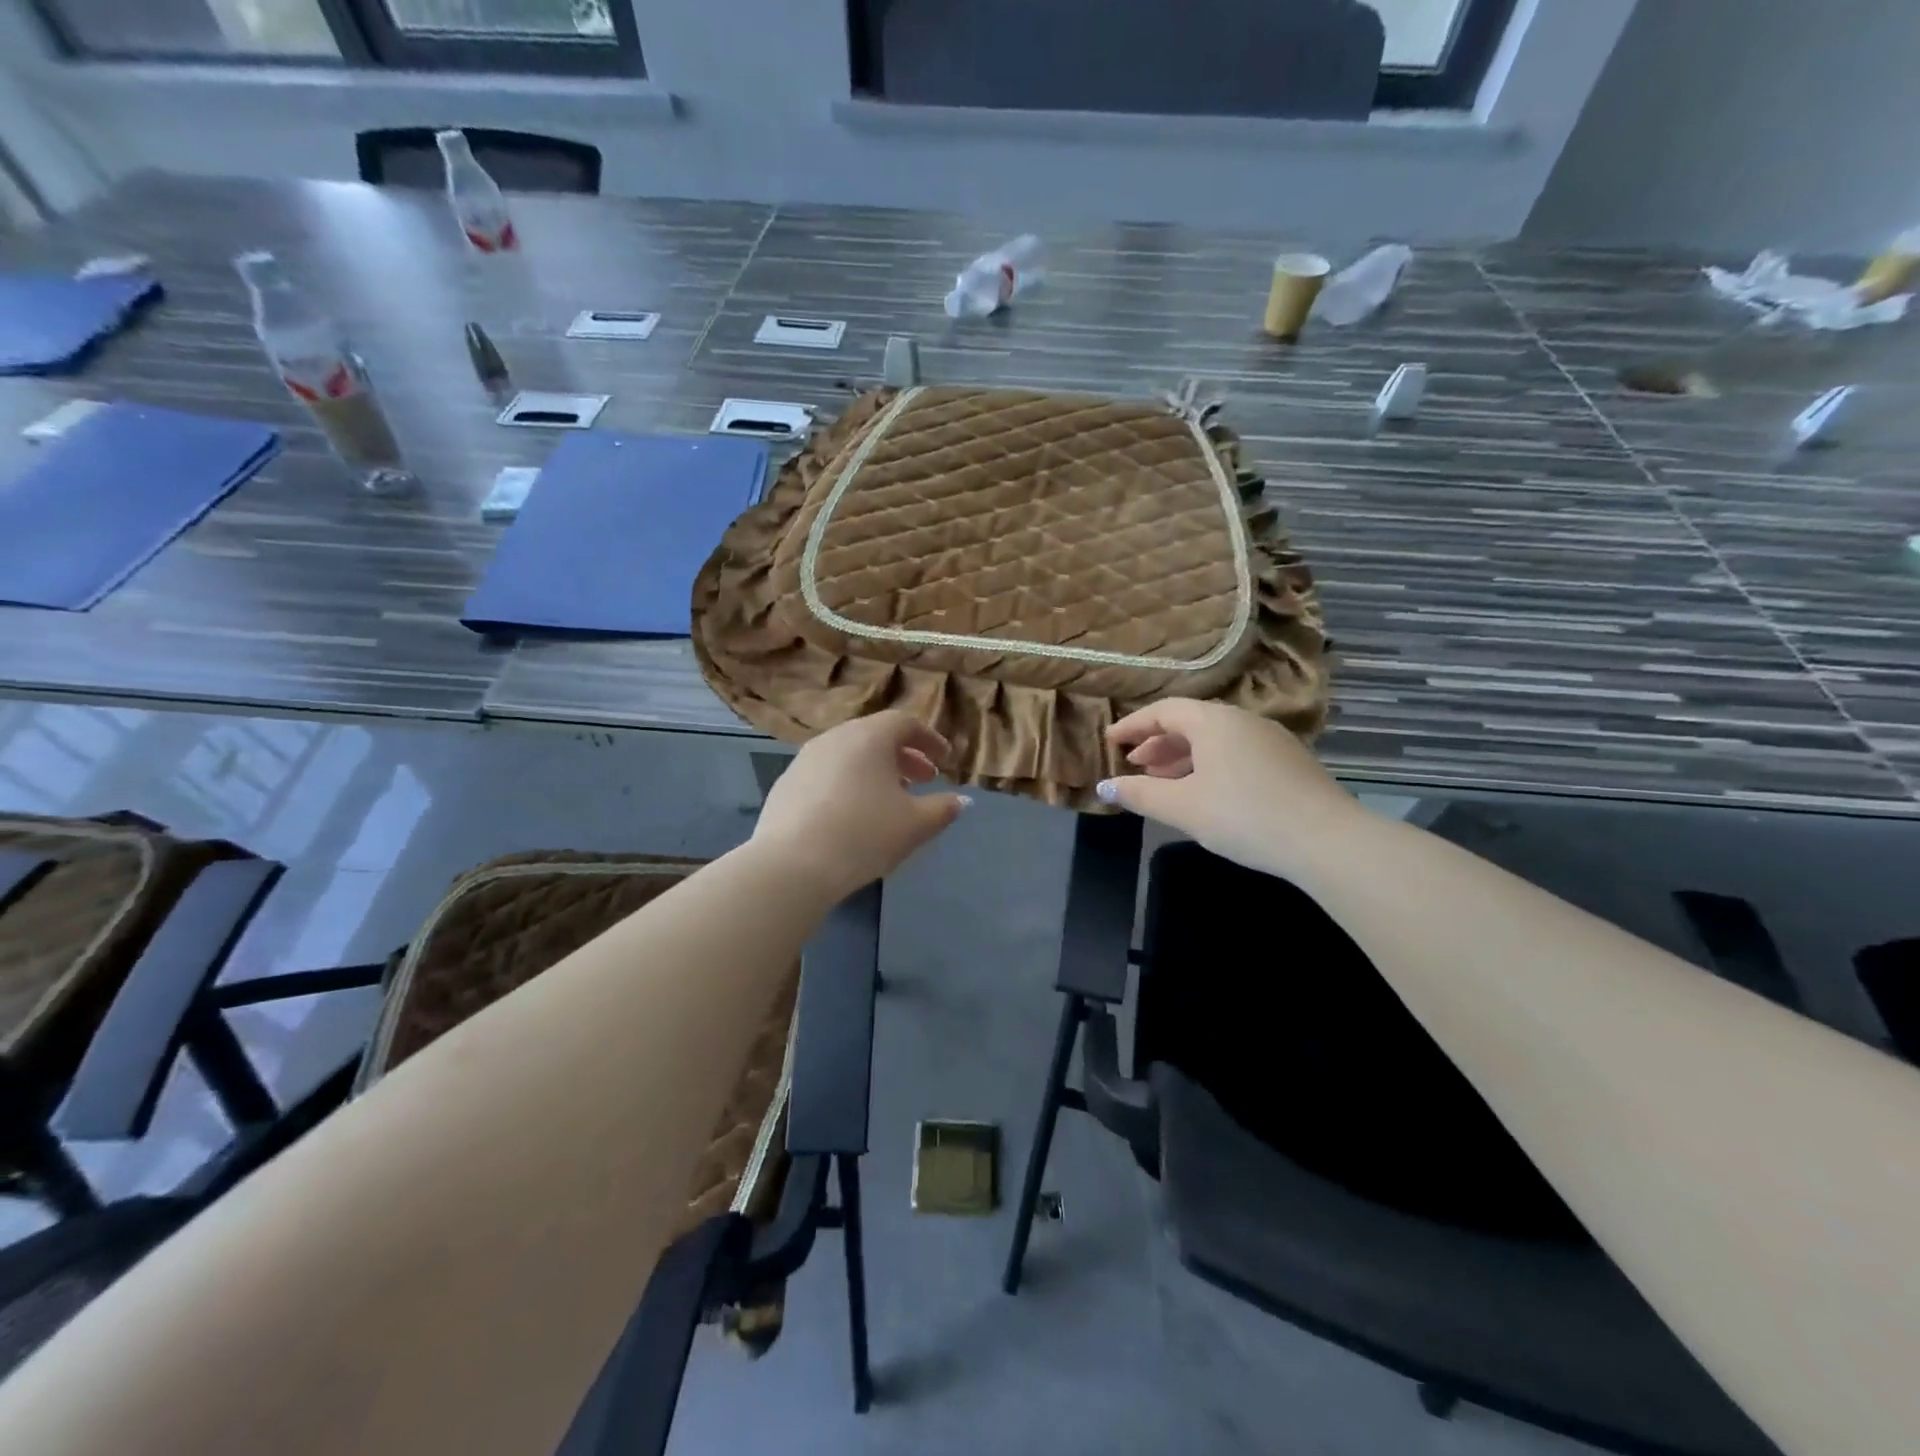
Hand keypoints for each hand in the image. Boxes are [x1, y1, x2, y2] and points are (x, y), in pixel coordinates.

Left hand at [753, 712, 968, 900]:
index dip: (929, 739)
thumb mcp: (915, 825)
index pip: (904, 723)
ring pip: (848, 755)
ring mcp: (805, 760)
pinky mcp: (785, 785)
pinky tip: (852, 815)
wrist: (792, 865)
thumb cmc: (864, 835)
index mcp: (869, 737)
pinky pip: (826, 774)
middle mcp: (835, 738)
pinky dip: (847, 784)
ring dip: (874, 771)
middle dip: (904, 756)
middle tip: (924, 779)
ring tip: (889, 799)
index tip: (944, 760)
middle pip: (875, 736)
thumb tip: (959, 800)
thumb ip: (943, 809)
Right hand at [1097, 699, 1359, 876]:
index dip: (1133, 725)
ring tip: (1164, 782)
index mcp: (1213, 722)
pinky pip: (1236, 753)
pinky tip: (1206, 793)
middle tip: (1135, 765)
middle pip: (1190, 723)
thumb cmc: (1243, 816)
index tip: (1110, 741)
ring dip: (1183, 757)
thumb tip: (1104, 787)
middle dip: (1158, 743)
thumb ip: (1140, 795)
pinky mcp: (1289, 762)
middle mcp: (1243, 720)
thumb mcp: (1182, 808)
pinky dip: (1210, 765)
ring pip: (1215, 740)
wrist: (1326, 840)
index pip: (1163, 711)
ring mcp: (1271, 740)